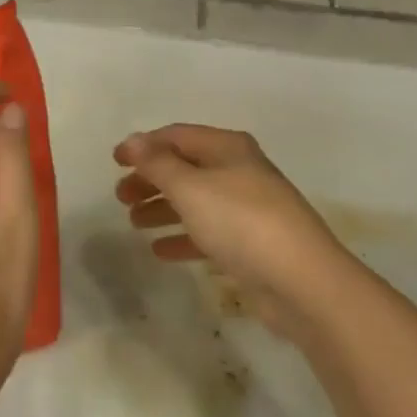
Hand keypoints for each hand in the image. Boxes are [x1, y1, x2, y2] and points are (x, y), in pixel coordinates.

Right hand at [115, 124, 351, 336]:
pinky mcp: (251, 244)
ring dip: (163, 208)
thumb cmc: (241, 222)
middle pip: (186, 167)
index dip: (144, 146)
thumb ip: (158, 164)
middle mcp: (238, 171)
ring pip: (196, 201)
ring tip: (133, 222)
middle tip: (120, 197)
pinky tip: (160, 251)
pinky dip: (184, 237)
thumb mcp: (191, 188)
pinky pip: (209, 232)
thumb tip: (132, 140)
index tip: (114, 162)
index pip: (177, 136)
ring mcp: (247, 208)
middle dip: (151, 179)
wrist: (302, 281)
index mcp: (227, 147)